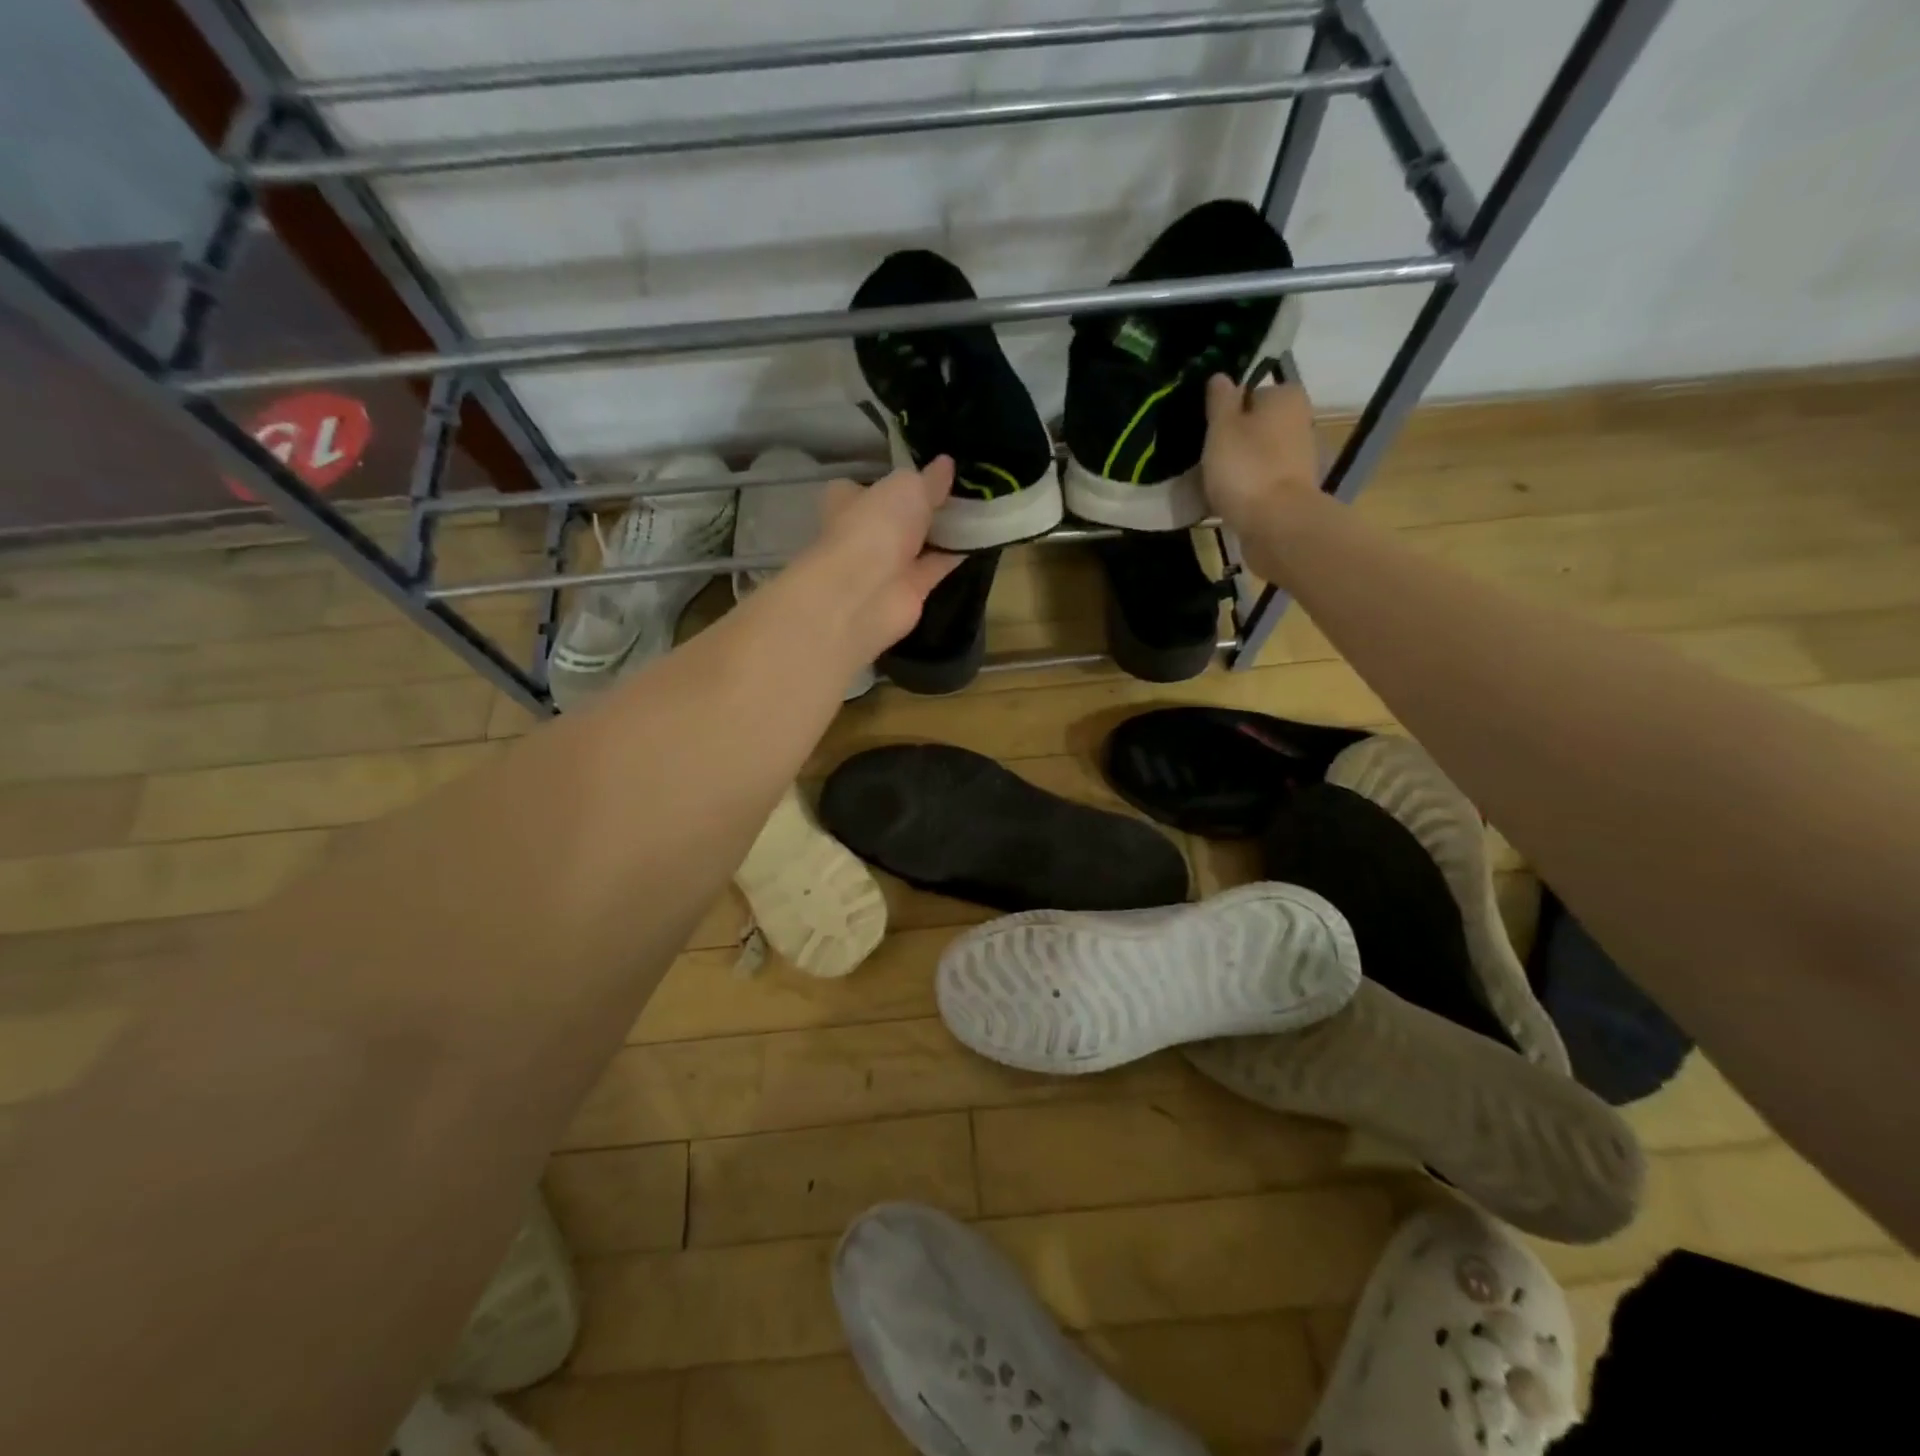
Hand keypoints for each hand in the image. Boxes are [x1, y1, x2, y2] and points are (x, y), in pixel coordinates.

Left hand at [808, 456, 962, 660]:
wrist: (866, 593)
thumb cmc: (876, 526)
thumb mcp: (907, 487)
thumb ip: (929, 478)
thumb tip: (946, 463)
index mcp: (849, 500)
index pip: (870, 485)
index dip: (896, 479)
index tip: (929, 470)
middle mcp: (865, 532)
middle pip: (899, 515)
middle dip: (925, 506)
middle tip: (965, 487)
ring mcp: (886, 564)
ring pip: (920, 542)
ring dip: (944, 531)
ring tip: (982, 508)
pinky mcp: (909, 589)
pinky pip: (937, 566)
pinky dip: (956, 555)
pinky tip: (982, 539)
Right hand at [1201, 376, 1321, 533]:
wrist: (1277, 523)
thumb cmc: (1246, 468)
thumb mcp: (1222, 427)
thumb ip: (1220, 400)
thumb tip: (1220, 376)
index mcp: (1286, 396)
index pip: (1249, 393)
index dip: (1226, 412)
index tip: (1208, 432)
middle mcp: (1300, 420)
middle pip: (1256, 424)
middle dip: (1234, 438)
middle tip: (1207, 458)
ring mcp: (1300, 457)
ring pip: (1259, 452)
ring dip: (1239, 464)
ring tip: (1214, 482)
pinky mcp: (1294, 488)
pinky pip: (1263, 479)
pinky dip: (1248, 486)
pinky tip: (1230, 499)